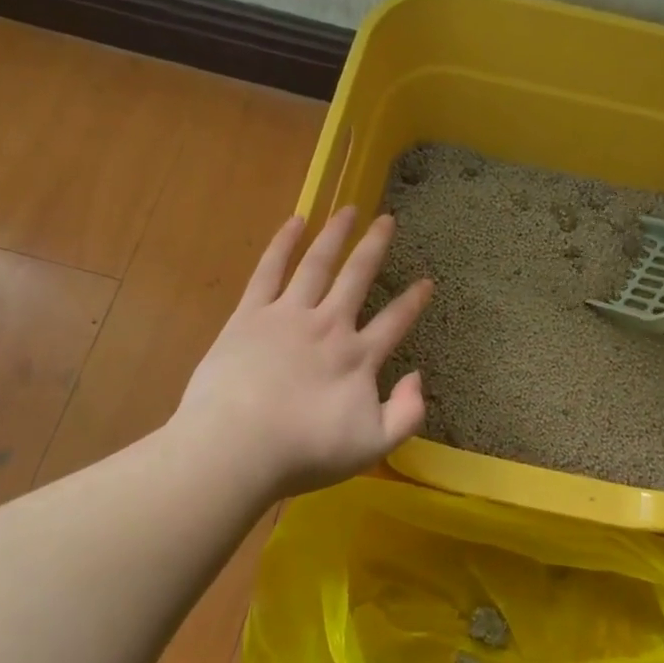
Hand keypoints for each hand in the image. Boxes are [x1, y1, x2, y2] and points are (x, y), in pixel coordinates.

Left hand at [176, 207, 432, 499]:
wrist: (236, 447)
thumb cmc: (303, 452)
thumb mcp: (372, 447)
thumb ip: (407, 414)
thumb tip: (417, 377)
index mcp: (358, 357)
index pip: (395, 322)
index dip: (414, 301)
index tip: (427, 281)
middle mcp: (328, 325)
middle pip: (357, 277)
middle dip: (375, 247)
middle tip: (387, 220)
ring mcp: (288, 315)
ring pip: (317, 263)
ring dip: (335, 234)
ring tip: (348, 210)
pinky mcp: (250, 314)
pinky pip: (270, 269)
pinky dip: (283, 243)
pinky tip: (295, 221)